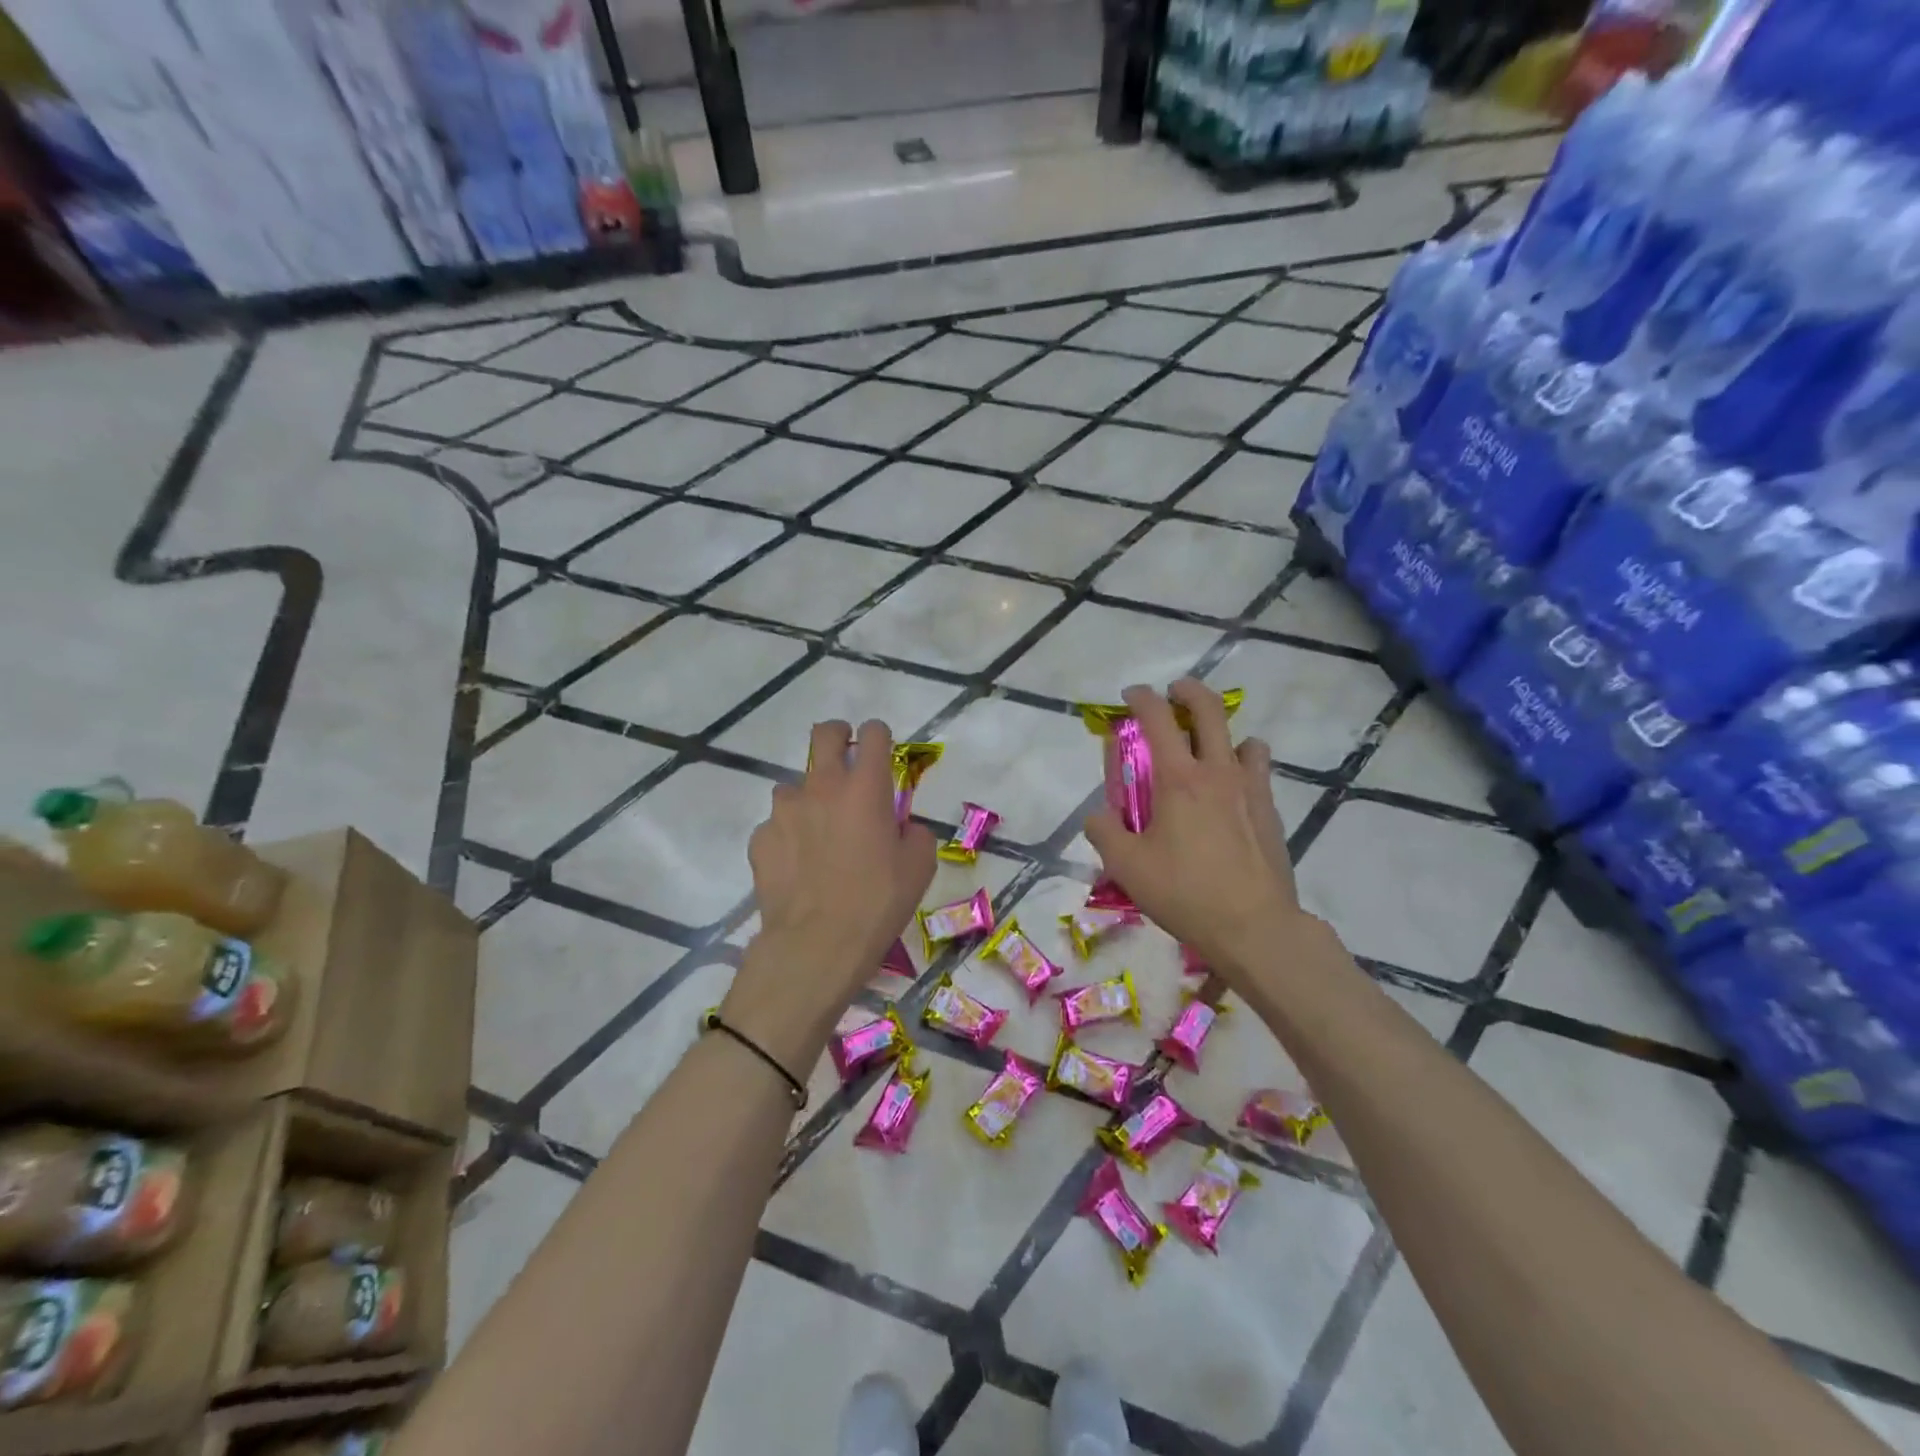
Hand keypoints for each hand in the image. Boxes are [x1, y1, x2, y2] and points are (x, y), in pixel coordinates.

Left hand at [727, 720, 936, 1066]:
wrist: (816, 945)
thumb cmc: (877, 903)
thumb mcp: (919, 868)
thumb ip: (913, 833)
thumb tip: (901, 827)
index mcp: (865, 788)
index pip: (874, 734)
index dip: (879, 736)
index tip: (881, 749)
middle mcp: (822, 787)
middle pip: (824, 734)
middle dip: (837, 735)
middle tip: (845, 756)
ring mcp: (785, 811)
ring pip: (794, 785)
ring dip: (810, 798)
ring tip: (819, 833)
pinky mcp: (761, 838)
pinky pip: (777, 825)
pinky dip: (788, 835)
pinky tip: (797, 865)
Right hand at [1085, 680, 1305, 989]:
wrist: (1255, 927)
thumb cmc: (1185, 893)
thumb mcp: (1127, 867)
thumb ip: (1104, 833)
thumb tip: (1097, 817)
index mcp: (1178, 780)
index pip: (1158, 719)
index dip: (1142, 698)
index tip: (1132, 694)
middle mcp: (1218, 772)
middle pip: (1210, 710)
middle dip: (1189, 691)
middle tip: (1175, 692)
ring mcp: (1251, 789)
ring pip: (1244, 739)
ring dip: (1224, 733)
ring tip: (1210, 750)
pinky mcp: (1270, 812)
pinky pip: (1259, 771)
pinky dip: (1243, 766)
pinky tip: (1231, 792)